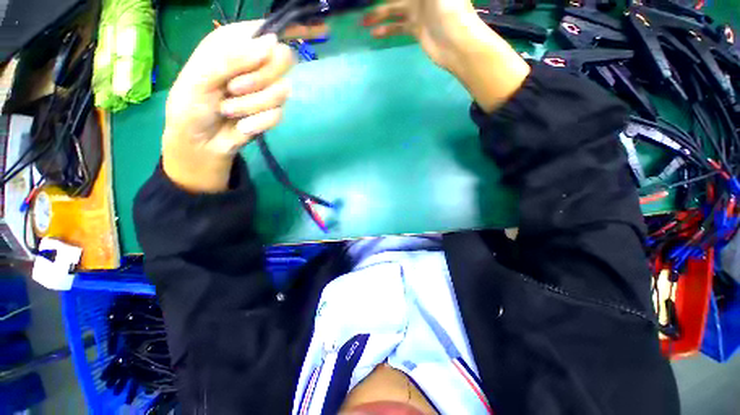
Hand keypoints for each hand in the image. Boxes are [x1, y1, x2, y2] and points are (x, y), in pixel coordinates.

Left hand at [162, 21, 293, 192]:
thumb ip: (233, 58)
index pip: (266, 31)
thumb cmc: (191, 105)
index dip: (279, 35)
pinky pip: (278, 115)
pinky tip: (243, 126)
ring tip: (229, 110)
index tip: (283, 47)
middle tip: (235, 88)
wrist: (200, 142)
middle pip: (283, 60)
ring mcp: (266, 91)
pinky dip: (258, 122)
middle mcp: (254, 65)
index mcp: (234, 45)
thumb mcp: (202, 76)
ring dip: (252, 105)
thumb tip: (271, 42)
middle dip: (260, 78)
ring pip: (281, 91)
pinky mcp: (271, 113)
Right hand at [362, 0, 477, 69]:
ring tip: (362, 22)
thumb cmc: (450, 9)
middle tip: (363, 4)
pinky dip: (386, 30)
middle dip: (379, 2)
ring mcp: (418, 12)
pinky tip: (374, 33)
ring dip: (378, 15)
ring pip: (393, 10)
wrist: (457, 43)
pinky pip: (397, 27)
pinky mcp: (416, 29)